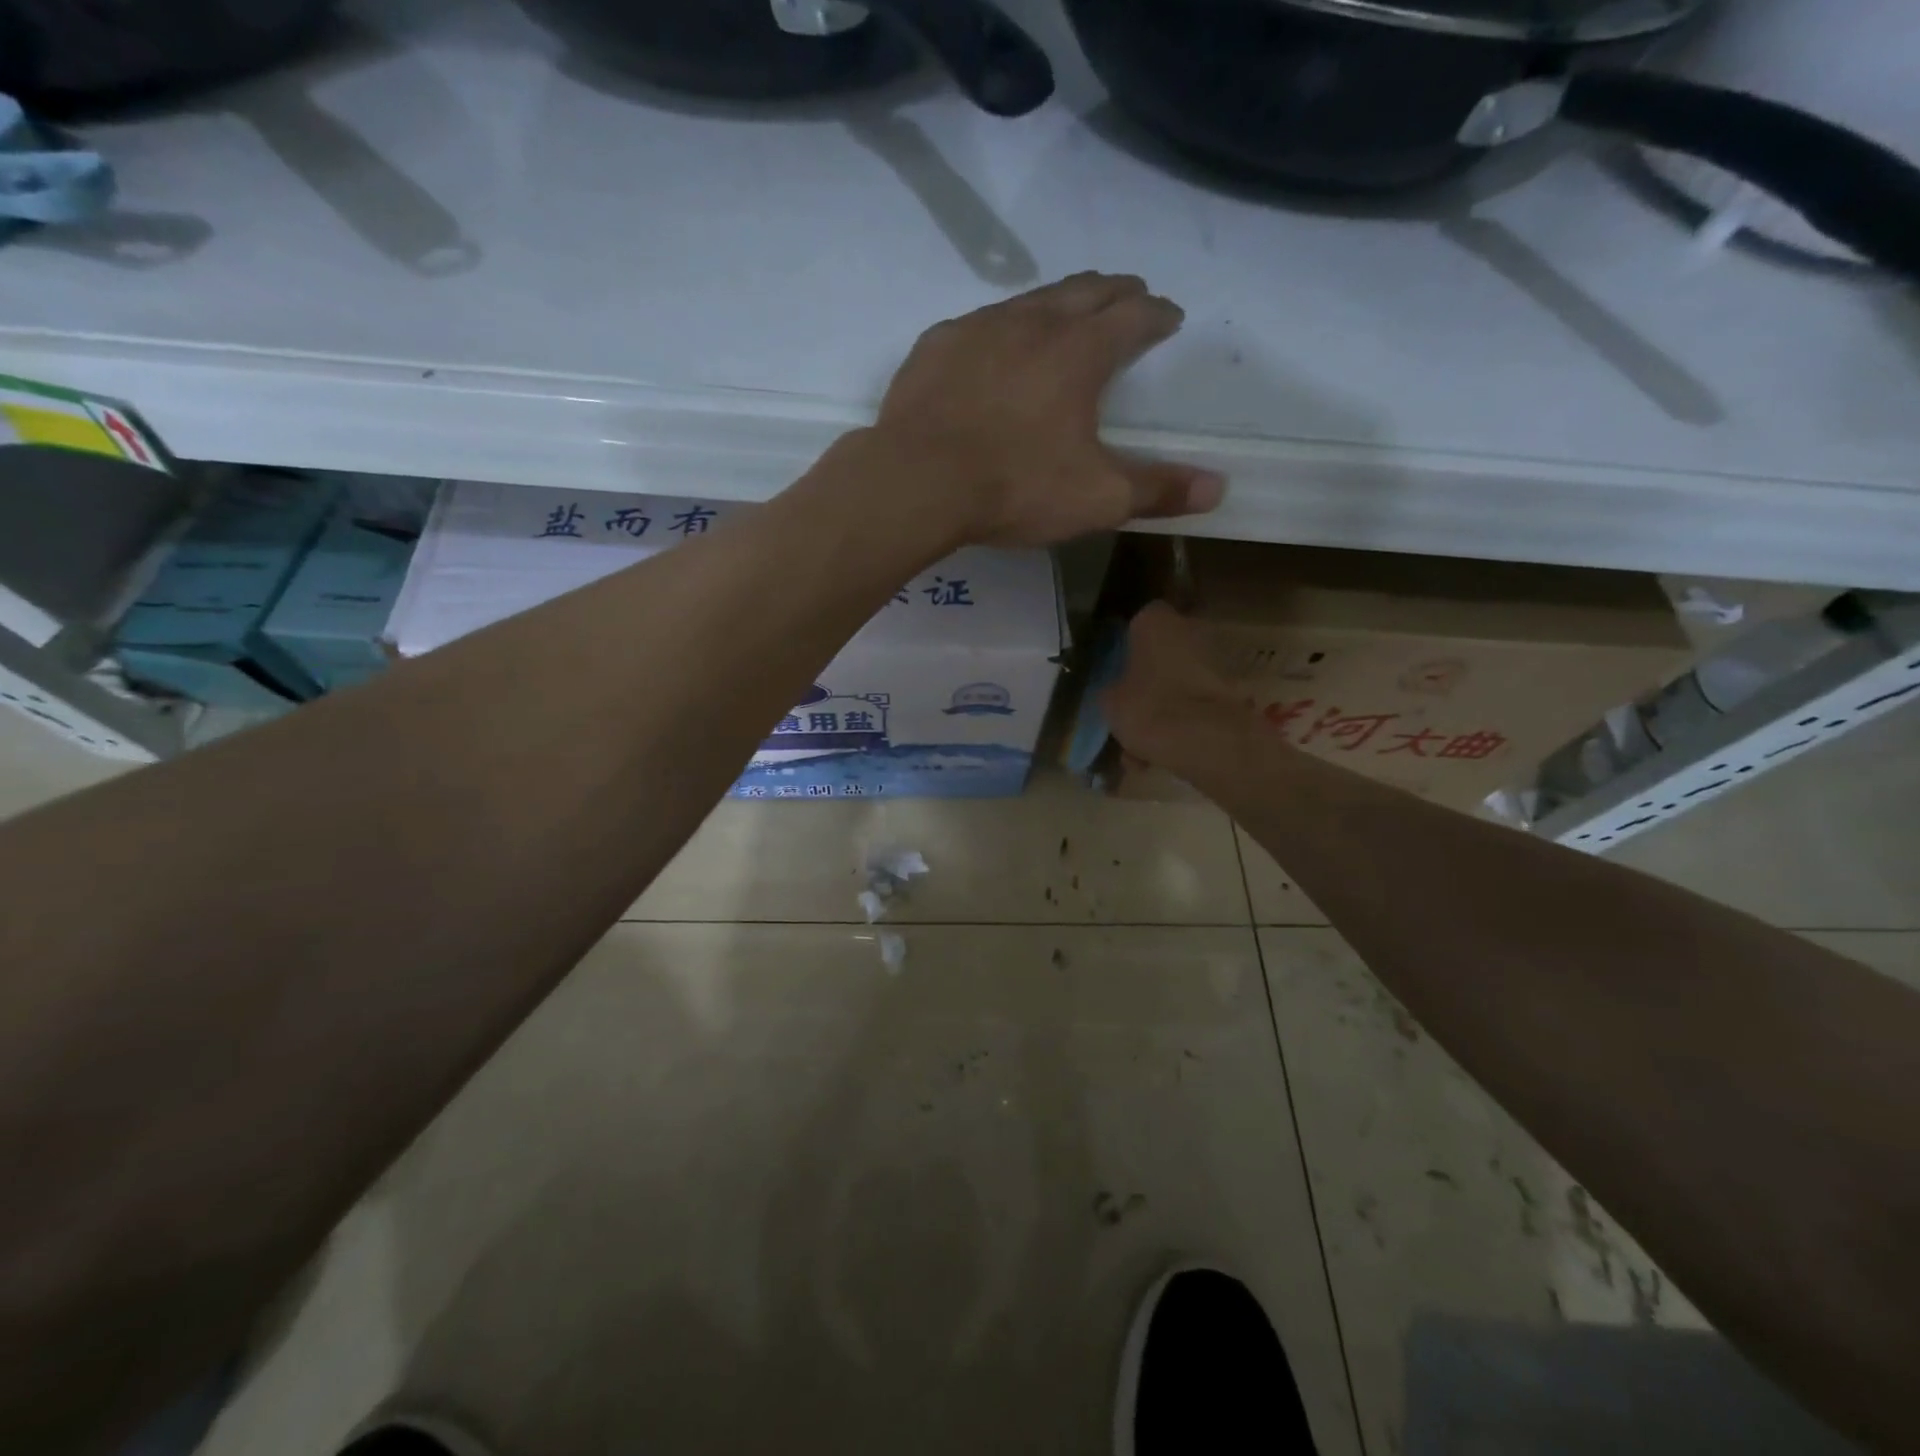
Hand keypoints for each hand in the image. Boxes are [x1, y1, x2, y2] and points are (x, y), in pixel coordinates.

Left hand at [869, 273, 1225, 547]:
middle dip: (1115, 292)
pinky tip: (995, 348)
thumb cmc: (1015, 487)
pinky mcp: (937, 345)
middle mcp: (1034, 323)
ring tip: (1067, 314)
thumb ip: (1157, 490)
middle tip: (1129, 297)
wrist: (917, 481)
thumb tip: (1219, 488)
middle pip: (1086, 290)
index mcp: (1081, 352)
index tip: (1169, 317)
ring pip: (1032, 299)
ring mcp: (980, 328)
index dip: (1158, 315)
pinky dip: (1001, 329)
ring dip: (1059, 302)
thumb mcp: (1096, 499)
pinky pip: (980, 324)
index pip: (1134, 316)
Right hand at [1101, 603, 1248, 766]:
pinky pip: (1195, 705)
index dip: (1124, 649)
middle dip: (1147, 681)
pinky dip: (1181, 725)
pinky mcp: (1232, 691)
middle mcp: (1190, 629)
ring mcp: (1216, 659)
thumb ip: (1111, 690)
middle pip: (1161, 654)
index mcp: (1155, 622)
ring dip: (1163, 708)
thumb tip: (1115, 693)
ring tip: (1141, 749)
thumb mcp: (1109, 702)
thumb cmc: (1150, 708)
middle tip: (1130, 711)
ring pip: (1178, 684)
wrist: (1208, 741)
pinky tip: (1161, 757)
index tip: (1116, 673)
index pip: (1136, 623)